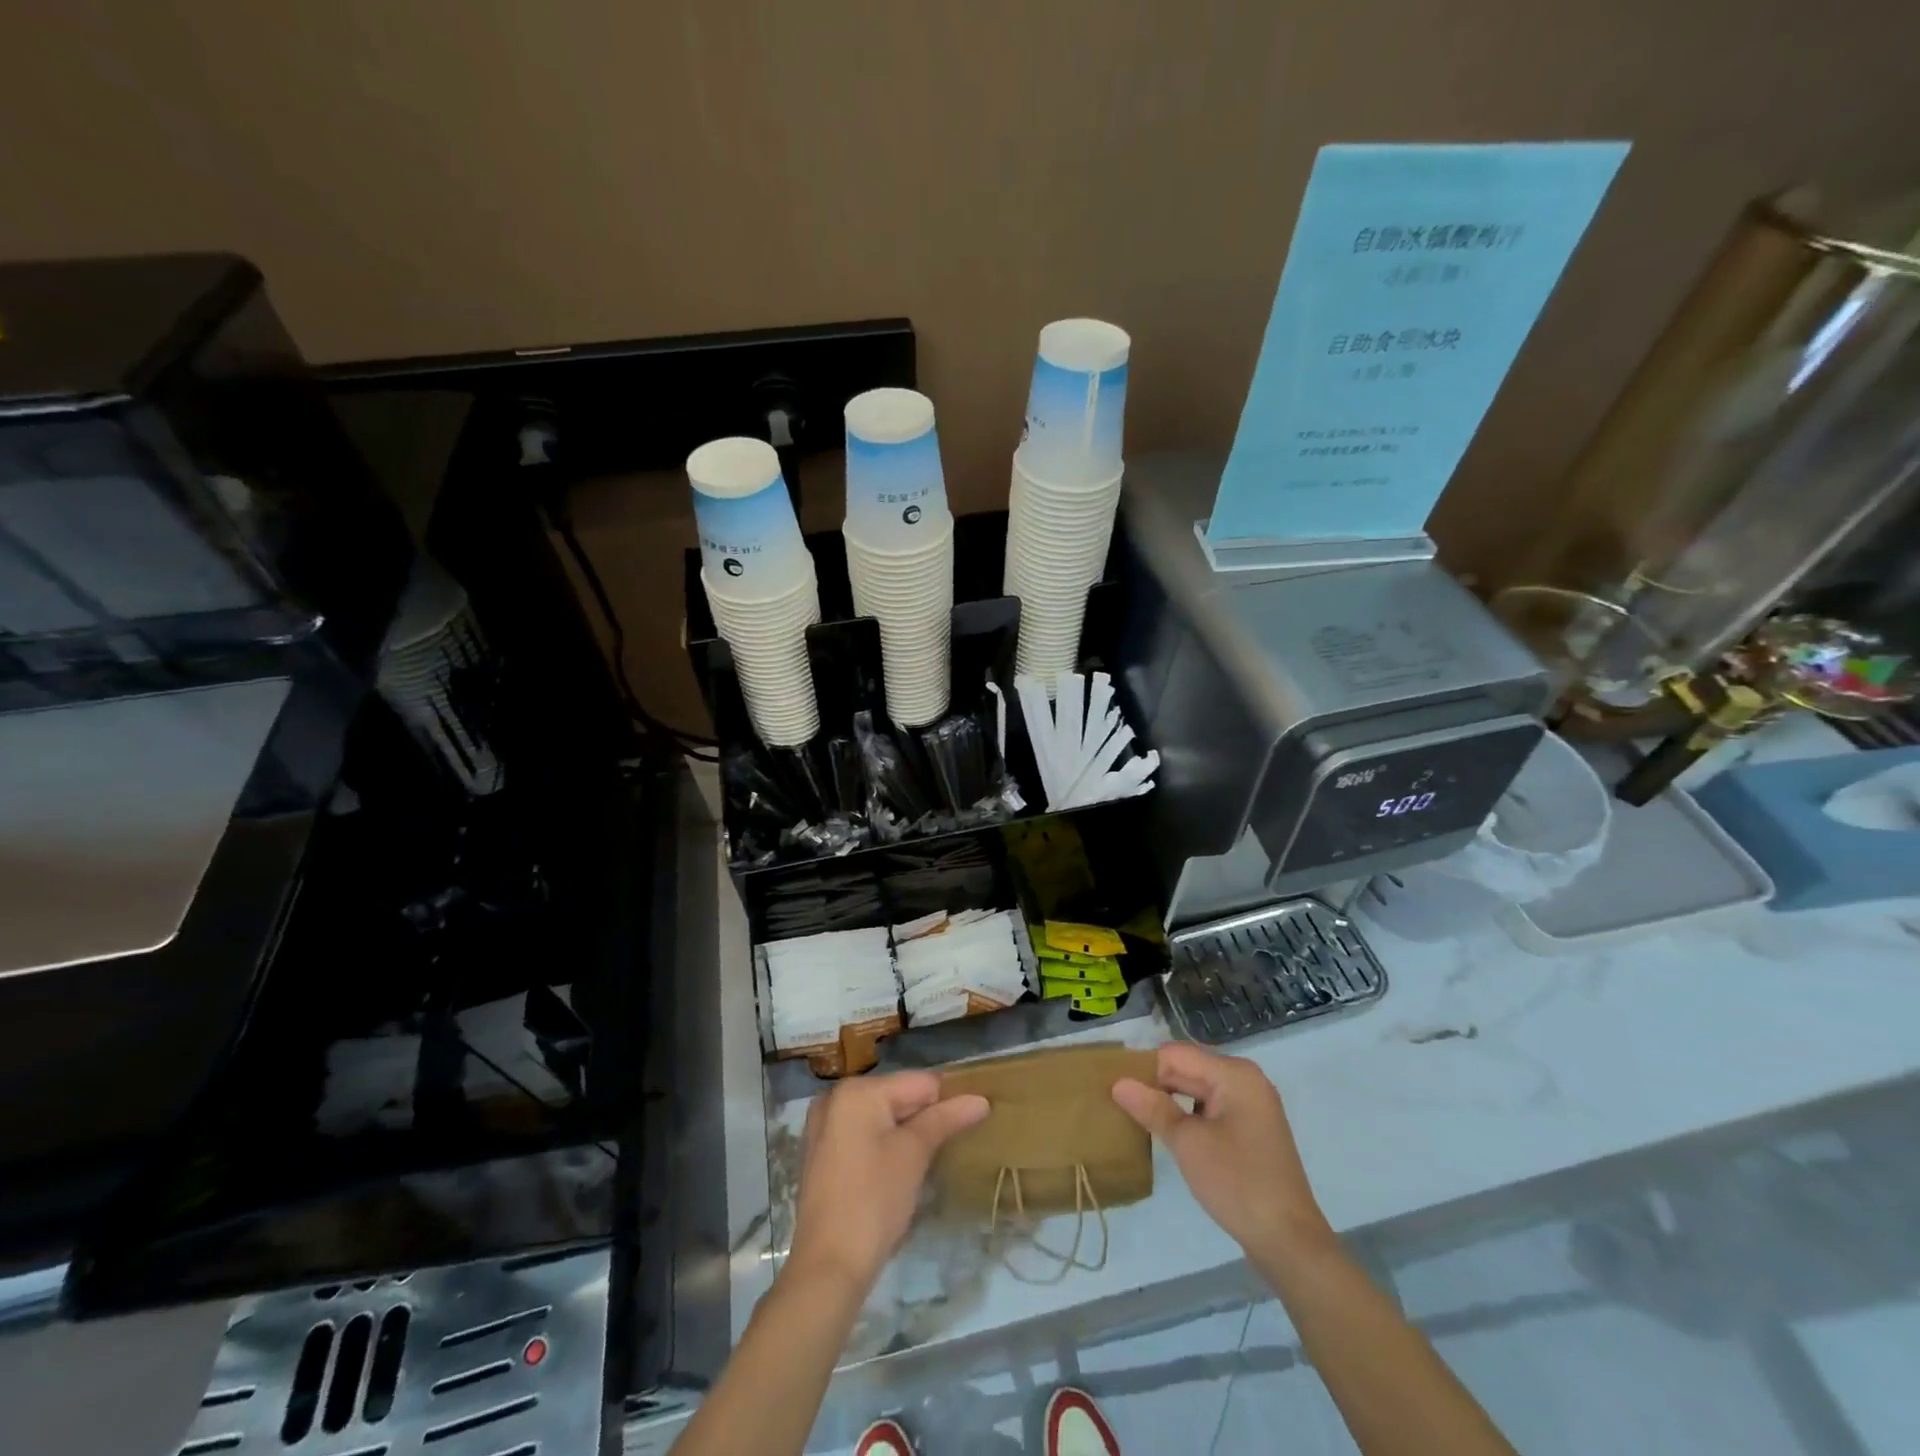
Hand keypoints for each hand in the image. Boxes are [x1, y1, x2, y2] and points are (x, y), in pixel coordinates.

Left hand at [786, 1071, 988, 1292]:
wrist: (827, 1268)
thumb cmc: (874, 1201)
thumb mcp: (914, 1154)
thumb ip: (945, 1119)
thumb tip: (981, 1100)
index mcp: (858, 1091)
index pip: (919, 1083)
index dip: (949, 1101)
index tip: (974, 1122)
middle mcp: (836, 1098)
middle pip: (899, 1097)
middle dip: (927, 1117)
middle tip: (954, 1144)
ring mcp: (825, 1128)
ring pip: (883, 1118)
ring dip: (908, 1133)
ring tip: (933, 1158)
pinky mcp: (823, 1155)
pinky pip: (865, 1136)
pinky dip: (886, 1146)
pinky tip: (902, 1171)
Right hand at [1113, 1043, 1330, 1255]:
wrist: (1290, 1242)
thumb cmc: (1237, 1183)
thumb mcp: (1188, 1144)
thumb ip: (1153, 1108)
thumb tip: (1118, 1083)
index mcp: (1234, 1074)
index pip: (1176, 1054)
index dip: (1145, 1068)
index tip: (1115, 1087)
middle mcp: (1245, 1080)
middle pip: (1188, 1068)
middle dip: (1156, 1083)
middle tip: (1119, 1102)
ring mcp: (1251, 1105)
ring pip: (1198, 1089)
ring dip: (1170, 1100)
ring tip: (1138, 1116)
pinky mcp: (1251, 1130)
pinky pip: (1211, 1108)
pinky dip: (1189, 1115)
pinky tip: (1169, 1133)